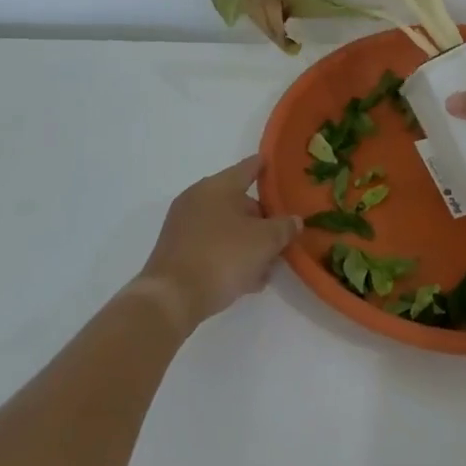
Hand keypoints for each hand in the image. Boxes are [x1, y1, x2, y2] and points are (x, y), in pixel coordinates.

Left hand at [136, 157, 299, 332]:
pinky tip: (246, 280)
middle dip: (261, 220)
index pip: (249, 167)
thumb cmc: (222, 257)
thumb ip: (284, 227)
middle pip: (239, 201)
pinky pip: (212, 245)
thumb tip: (294, 221)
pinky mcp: (177, 250)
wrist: (171, 298)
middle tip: (281, 237)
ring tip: (266, 267)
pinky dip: (229, 255)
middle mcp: (198, 198)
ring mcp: (184, 224)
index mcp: (218, 185)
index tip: (278, 166)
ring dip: (247, 243)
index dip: (266, 167)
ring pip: (226, 227)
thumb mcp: (265, 242)